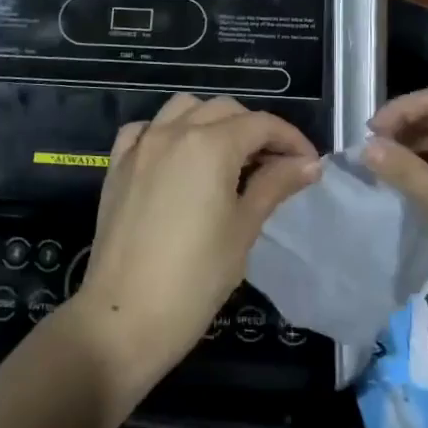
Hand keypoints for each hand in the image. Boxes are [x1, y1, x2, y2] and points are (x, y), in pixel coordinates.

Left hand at [66, 94, 318, 393]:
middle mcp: (174, 132)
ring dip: (212, 121)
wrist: (123, 319)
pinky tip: (177, 158)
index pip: (262, 125)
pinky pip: (145, 129)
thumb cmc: (195, 279)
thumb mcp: (244, 229)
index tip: (309, 165)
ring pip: (184, 108)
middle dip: (256, 130)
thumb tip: (309, 163)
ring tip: (229, 156)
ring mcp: (141, 146)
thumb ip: (275, 185)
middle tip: (275, 166)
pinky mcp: (117, 165)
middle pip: (225, 110)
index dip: (292, 140)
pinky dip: (167, 131)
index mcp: (210, 145)